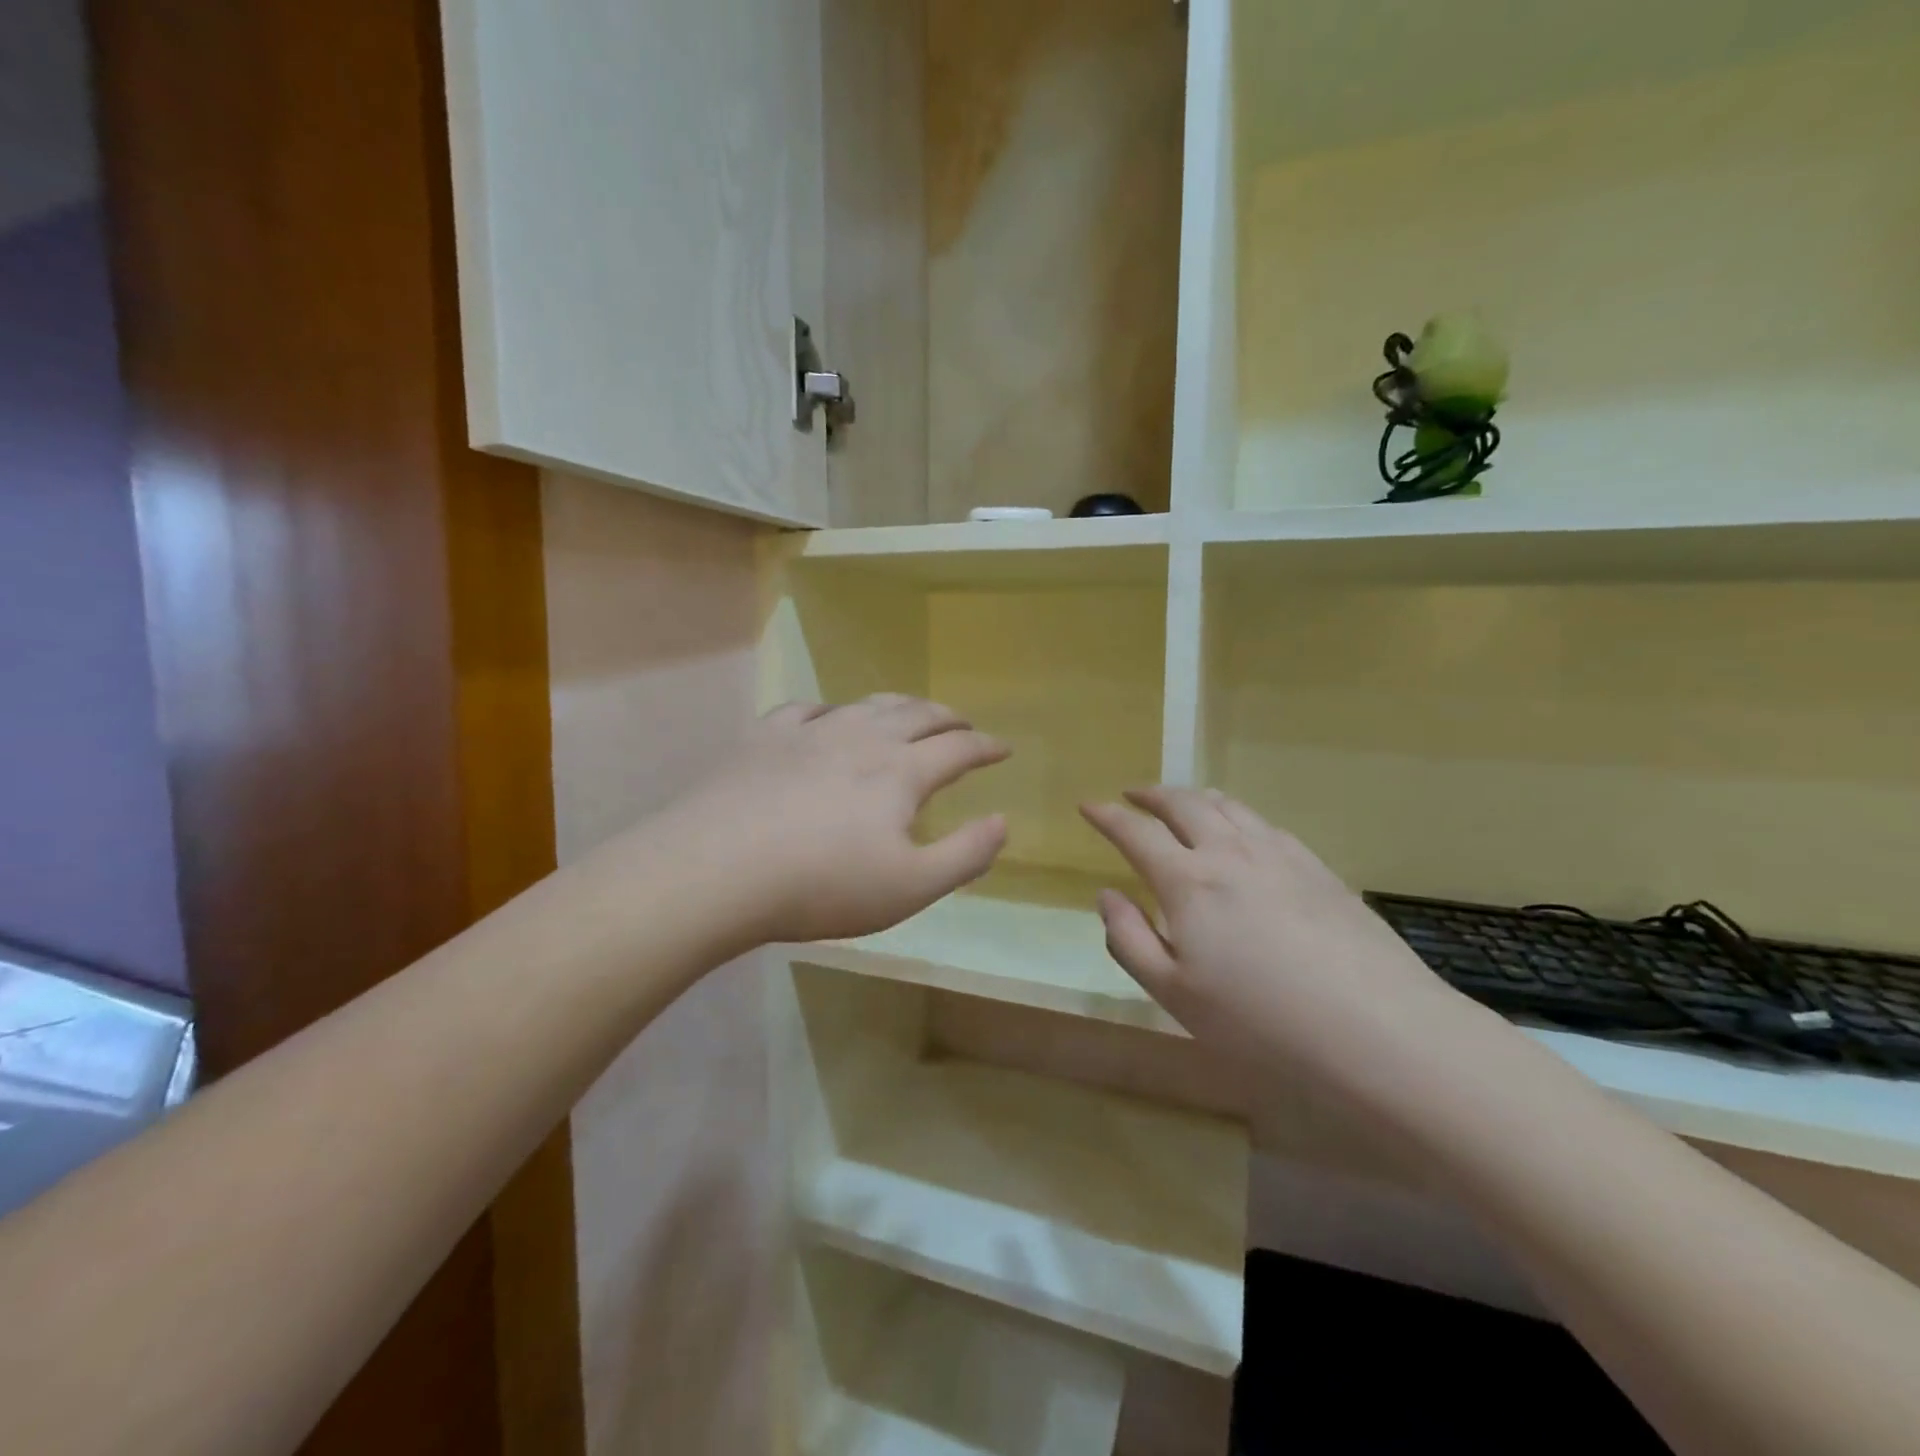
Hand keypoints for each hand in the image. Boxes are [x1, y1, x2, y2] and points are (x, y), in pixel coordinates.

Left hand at [660, 695, 1009, 946]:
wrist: (717, 870)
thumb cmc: (821, 885)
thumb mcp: (909, 887)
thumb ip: (964, 855)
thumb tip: (1002, 822)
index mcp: (900, 772)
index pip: (958, 749)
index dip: (986, 747)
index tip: (1004, 748)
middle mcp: (861, 738)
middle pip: (916, 715)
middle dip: (947, 718)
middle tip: (963, 724)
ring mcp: (810, 732)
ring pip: (866, 704)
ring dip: (898, 705)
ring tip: (909, 710)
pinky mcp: (765, 738)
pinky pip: (806, 710)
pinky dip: (830, 710)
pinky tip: (825, 718)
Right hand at [1081, 788, 1461, 1074]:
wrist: (1377, 1029)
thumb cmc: (1260, 1021)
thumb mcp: (1175, 994)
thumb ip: (1130, 940)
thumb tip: (1107, 895)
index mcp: (1188, 882)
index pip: (1136, 832)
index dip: (1107, 815)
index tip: (1088, 805)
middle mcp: (1230, 852)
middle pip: (1184, 804)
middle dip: (1152, 794)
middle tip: (1133, 794)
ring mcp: (1280, 854)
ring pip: (1228, 805)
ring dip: (1195, 797)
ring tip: (1183, 802)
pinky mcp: (1318, 867)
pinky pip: (1265, 823)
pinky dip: (1237, 816)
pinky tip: (1243, 832)